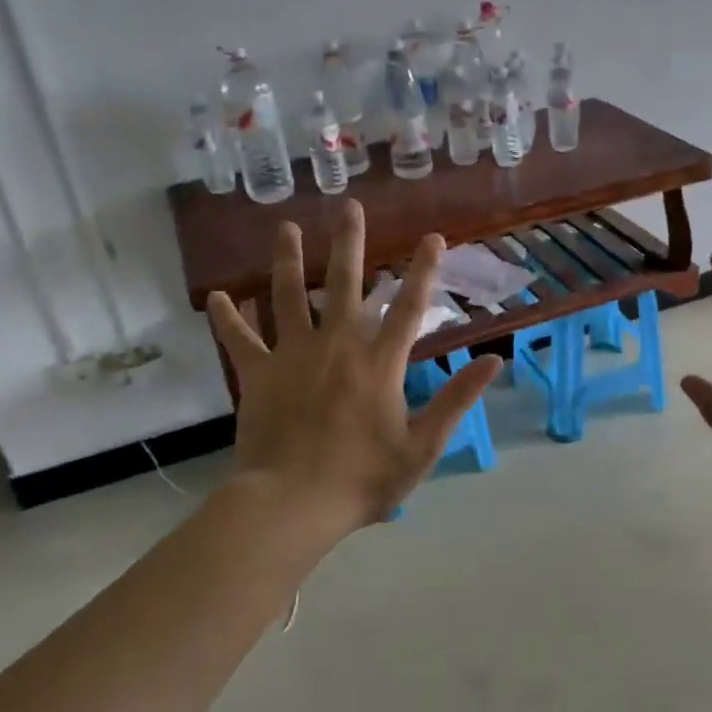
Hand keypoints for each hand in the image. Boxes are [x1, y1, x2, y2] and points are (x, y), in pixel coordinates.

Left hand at [207, 201, 501, 554]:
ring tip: (286, 227)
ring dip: (288, 260)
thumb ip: (456, 400)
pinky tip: (218, 296)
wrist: (292, 504)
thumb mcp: (422, 446)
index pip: (408, 307)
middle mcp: (336, 346)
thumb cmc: (363, 479)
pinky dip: (229, 318)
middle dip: (350, 244)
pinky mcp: (258, 375)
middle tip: (350, 207)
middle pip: (344, 284)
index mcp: (379, 363)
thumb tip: (493, 360)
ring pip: (289, 296)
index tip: (432, 237)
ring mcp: (292, 356)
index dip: (423, 271)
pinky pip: (241, 340)